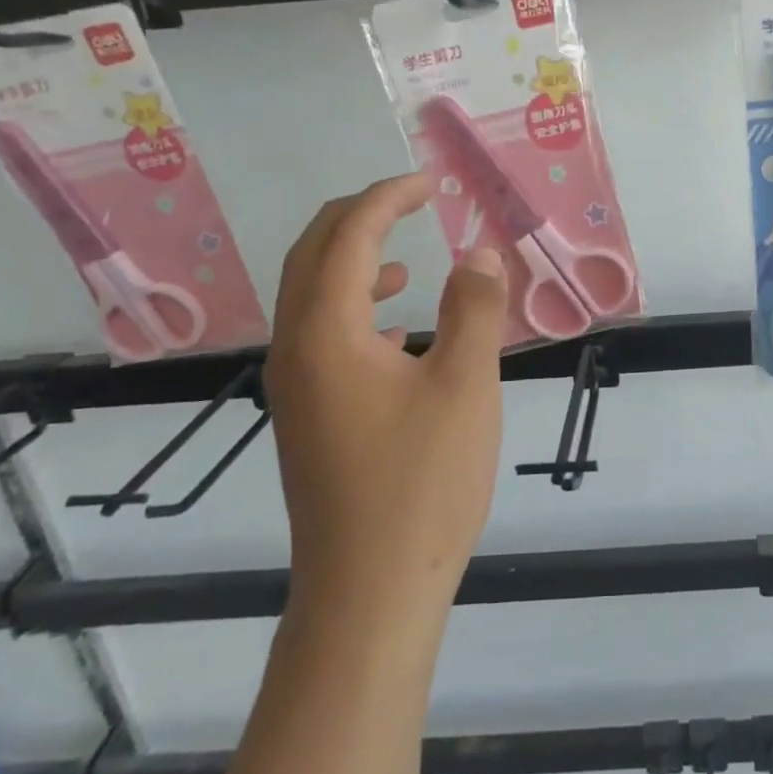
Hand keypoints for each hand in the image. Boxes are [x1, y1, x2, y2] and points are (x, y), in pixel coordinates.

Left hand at [264, 173, 507, 614]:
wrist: (369, 590)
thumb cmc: (422, 483)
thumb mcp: (466, 386)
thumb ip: (475, 309)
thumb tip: (478, 252)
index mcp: (326, 334)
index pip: (347, 238)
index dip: (387, 199)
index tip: (429, 183)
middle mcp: (295, 351)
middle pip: (311, 257)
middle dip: (360, 218)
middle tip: (411, 202)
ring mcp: (295, 388)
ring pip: (311, 298)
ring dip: (353, 263)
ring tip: (405, 261)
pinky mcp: (307, 417)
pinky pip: (322, 336)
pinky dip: (355, 310)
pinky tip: (398, 330)